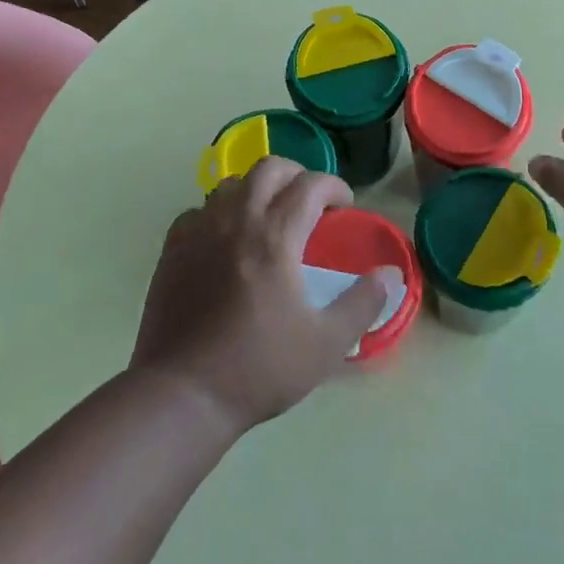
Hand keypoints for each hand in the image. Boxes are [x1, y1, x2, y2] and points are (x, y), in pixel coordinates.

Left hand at [130, 158, 388, 436]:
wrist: (182, 395)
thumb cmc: (259, 368)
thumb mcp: (326, 344)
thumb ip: (362, 303)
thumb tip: (390, 274)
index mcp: (275, 236)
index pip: (310, 185)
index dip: (334, 187)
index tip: (345, 206)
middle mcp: (237, 220)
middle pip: (270, 168)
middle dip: (297, 175)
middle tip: (310, 202)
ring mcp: (200, 230)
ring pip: (233, 183)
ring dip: (258, 189)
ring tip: (269, 217)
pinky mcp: (173, 247)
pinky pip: (200, 209)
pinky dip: (221, 212)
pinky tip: (226, 240)